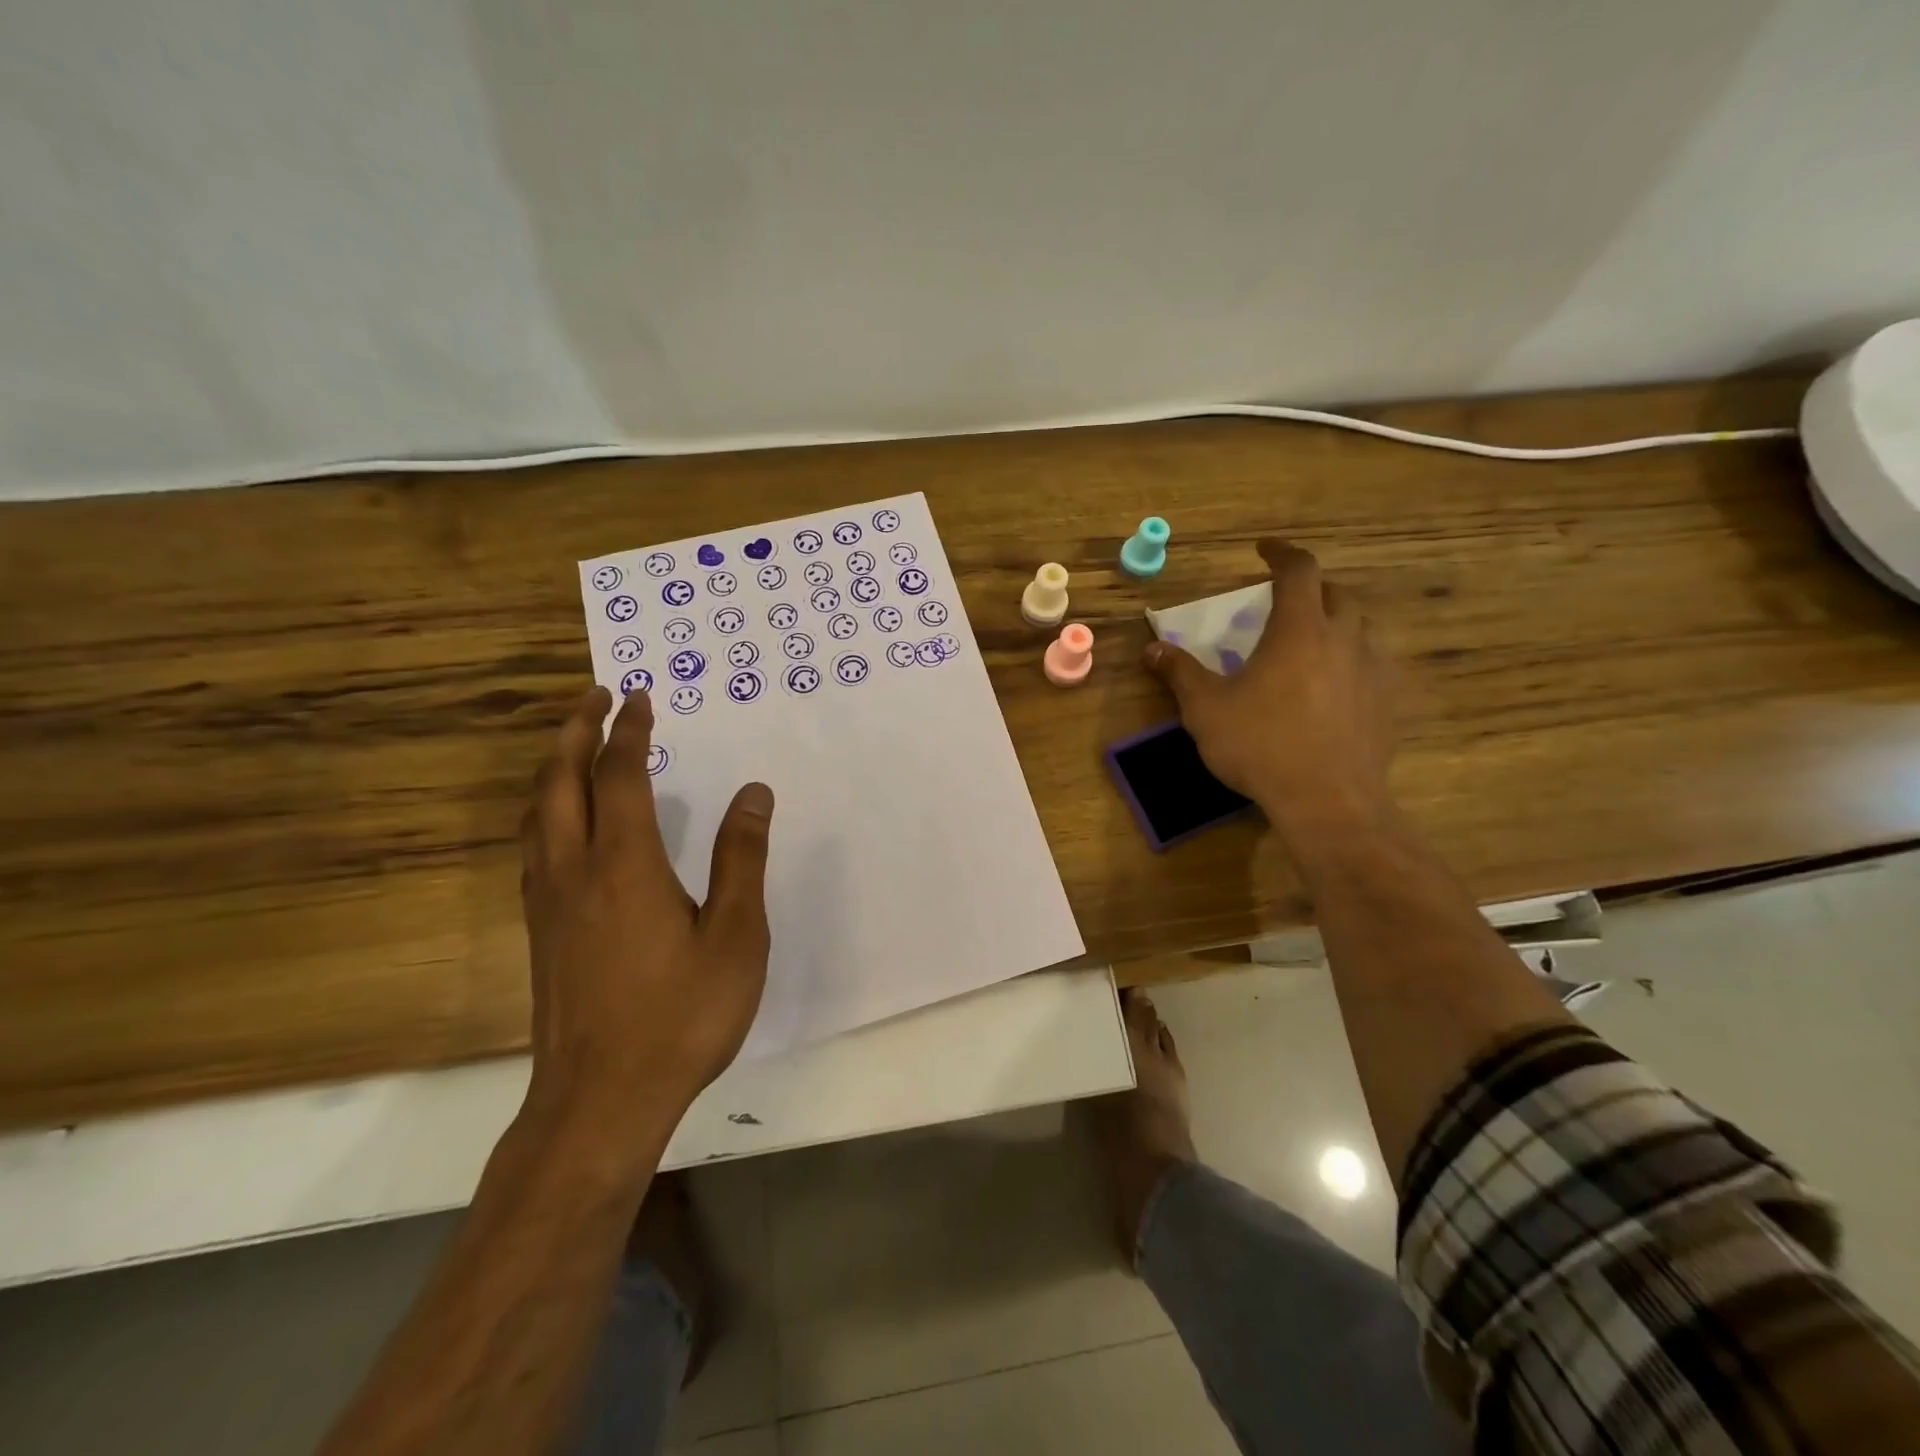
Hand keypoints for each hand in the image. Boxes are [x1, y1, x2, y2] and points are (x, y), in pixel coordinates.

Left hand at [518, 685, 774, 1142]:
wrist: (601, 1100)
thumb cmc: (682, 1014)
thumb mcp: (736, 936)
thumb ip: (741, 859)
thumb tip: (753, 794)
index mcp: (624, 864)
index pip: (620, 775)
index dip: (629, 731)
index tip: (640, 698)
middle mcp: (574, 870)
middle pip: (559, 781)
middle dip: (574, 730)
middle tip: (594, 696)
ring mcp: (548, 903)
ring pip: (536, 814)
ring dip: (552, 767)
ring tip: (573, 744)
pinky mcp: (541, 932)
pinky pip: (533, 846)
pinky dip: (546, 809)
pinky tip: (562, 824)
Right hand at [1143, 539, 1394, 836]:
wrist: (1327, 801)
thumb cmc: (1260, 745)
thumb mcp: (1206, 708)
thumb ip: (1180, 673)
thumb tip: (1152, 649)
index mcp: (1299, 629)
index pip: (1299, 570)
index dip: (1281, 553)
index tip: (1264, 550)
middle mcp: (1343, 639)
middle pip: (1337, 594)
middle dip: (1311, 588)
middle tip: (1285, 602)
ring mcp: (1371, 672)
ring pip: (1360, 629)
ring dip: (1334, 624)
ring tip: (1308, 644)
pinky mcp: (1385, 705)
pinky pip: (1370, 667)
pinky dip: (1349, 663)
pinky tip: (1331, 690)